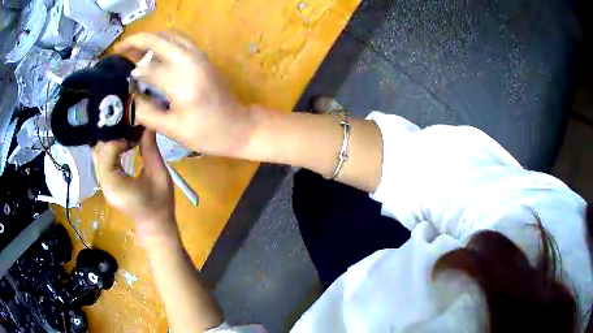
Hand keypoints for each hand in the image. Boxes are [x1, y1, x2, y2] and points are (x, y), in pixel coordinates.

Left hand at [92, 130, 178, 246]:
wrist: (155, 226)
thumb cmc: (160, 203)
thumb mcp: (158, 173)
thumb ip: (150, 148)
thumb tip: (147, 124)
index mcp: (114, 184)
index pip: (107, 150)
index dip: (119, 138)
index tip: (135, 136)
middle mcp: (104, 184)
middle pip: (99, 151)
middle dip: (112, 137)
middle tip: (129, 129)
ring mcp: (103, 185)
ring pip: (98, 155)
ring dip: (110, 142)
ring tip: (125, 135)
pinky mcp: (105, 185)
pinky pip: (101, 162)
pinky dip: (109, 150)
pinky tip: (121, 146)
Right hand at [115, 31, 254, 157]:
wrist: (240, 126)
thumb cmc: (208, 133)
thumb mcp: (174, 129)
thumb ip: (147, 112)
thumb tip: (128, 99)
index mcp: (181, 80)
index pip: (146, 66)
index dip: (128, 69)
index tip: (113, 73)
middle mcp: (190, 60)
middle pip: (158, 39)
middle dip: (135, 40)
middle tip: (118, 50)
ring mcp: (199, 55)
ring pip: (170, 35)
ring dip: (149, 38)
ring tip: (132, 49)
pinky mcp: (203, 57)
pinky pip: (179, 40)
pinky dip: (163, 41)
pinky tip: (152, 52)